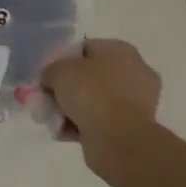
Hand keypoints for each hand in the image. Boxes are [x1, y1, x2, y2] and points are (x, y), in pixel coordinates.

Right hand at [41, 38, 160, 156]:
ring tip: (55, 121)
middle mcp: (133, 71)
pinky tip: (66, 133)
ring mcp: (137, 100)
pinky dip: (84, 126)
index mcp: (120, 49)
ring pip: (95, 101)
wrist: (118, 138)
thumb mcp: (58, 71)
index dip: (63, 61)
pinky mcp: (133, 126)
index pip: (85, 48)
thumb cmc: (91, 93)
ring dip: (73, 110)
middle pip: (90, 76)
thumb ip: (50, 70)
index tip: (48, 77)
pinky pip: (101, 120)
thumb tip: (51, 78)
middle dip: (68, 89)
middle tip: (49, 100)